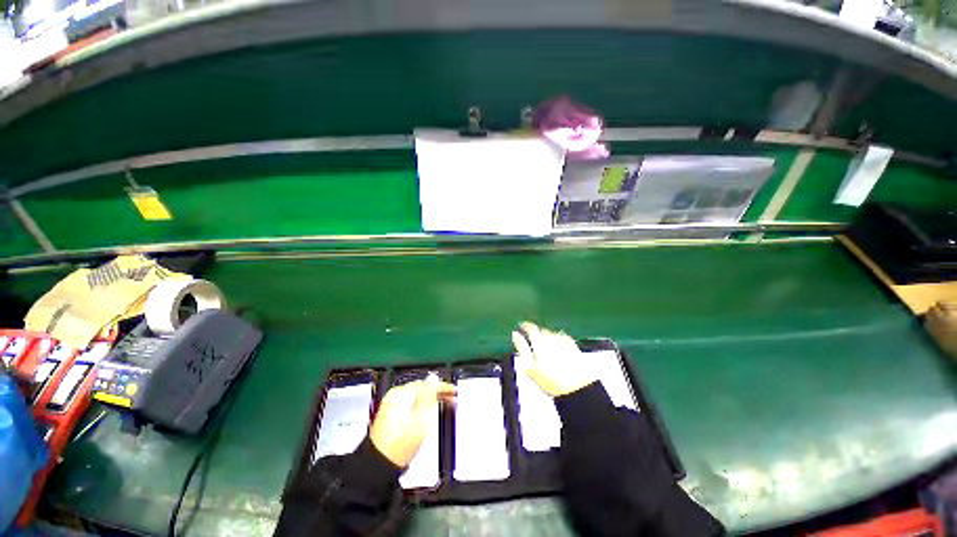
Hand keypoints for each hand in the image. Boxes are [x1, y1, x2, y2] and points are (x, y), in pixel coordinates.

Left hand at [370, 374, 454, 466]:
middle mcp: (394, 396)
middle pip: (421, 388)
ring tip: (444, 402)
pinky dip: (422, 405)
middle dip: (437, 392)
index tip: (453, 389)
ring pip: (417, 396)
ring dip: (431, 398)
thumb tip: (435, 381)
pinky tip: (430, 410)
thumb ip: (430, 397)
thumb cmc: (398, 446)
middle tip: (452, 395)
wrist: (380, 466)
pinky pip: (412, 403)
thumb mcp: (421, 420)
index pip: (426, 384)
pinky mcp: (391, 414)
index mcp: (400, 394)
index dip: (442, 387)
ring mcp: (391, 405)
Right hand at [512, 321, 596, 396]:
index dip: (524, 326)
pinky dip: (557, 342)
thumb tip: (515, 335)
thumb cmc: (552, 380)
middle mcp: (552, 336)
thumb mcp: (530, 367)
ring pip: (552, 334)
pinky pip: (562, 339)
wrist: (579, 387)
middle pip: (541, 330)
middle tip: (531, 342)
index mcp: (539, 340)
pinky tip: (557, 351)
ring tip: (544, 349)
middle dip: (536, 333)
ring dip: (547, 338)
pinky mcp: (574, 346)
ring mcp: (564, 340)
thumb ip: (521, 348)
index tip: (521, 327)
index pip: (530, 327)